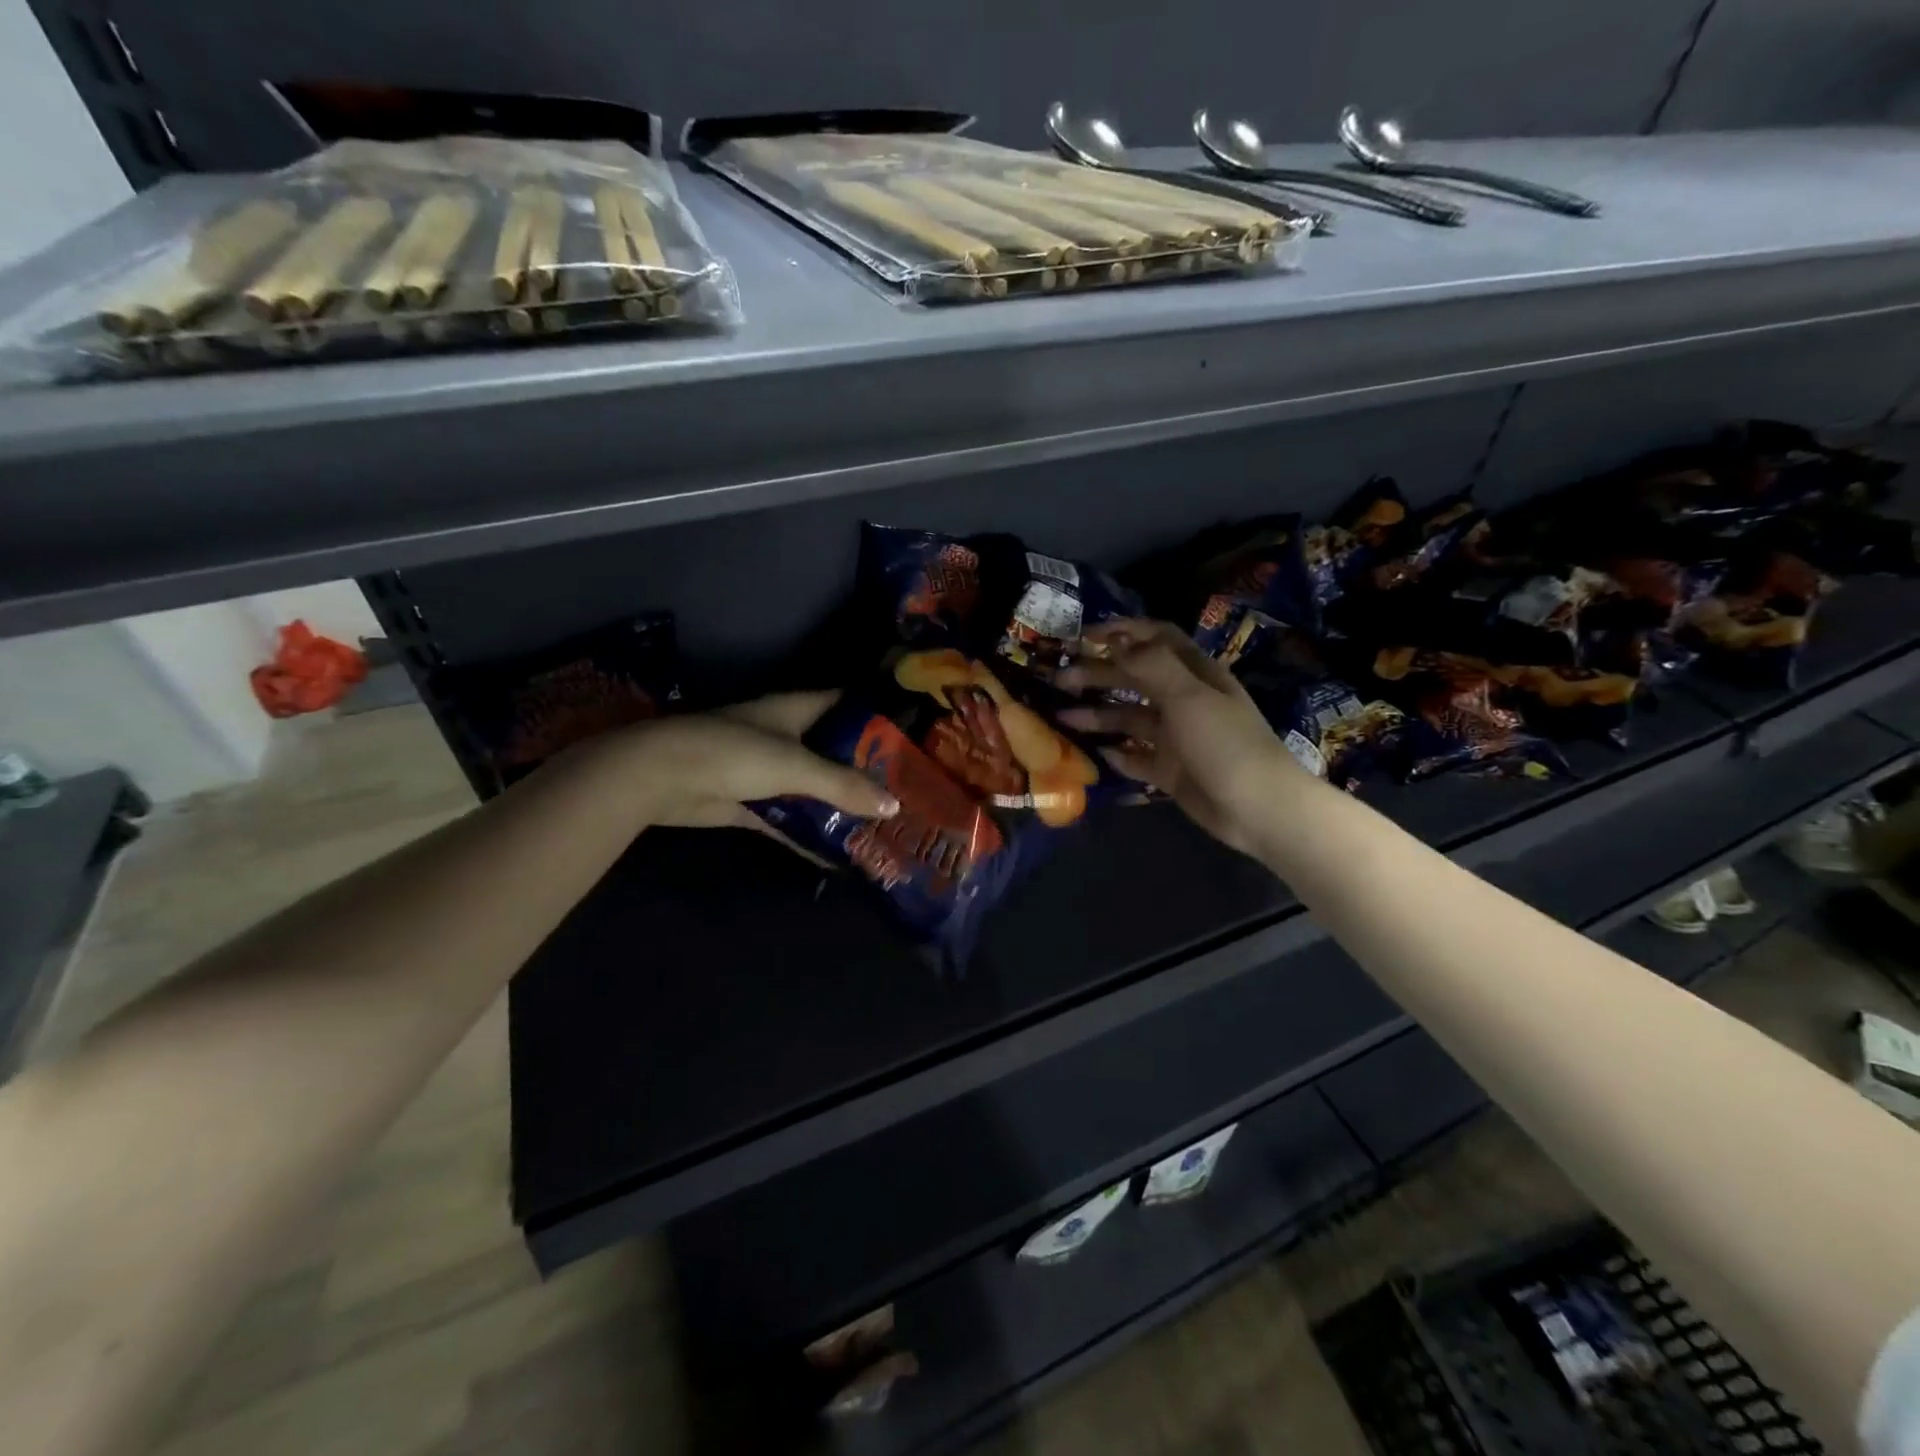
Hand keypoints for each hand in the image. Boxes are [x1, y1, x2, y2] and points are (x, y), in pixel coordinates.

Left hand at [564, 691, 897, 833]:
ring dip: (837, 805)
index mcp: (795, 710)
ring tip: (880, 824)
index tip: (909, 736)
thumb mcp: (795, 765)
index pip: (844, 704)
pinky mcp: (748, 803)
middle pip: (831, 751)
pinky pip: (788, 818)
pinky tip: (837, 853)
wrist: (661, 777)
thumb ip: (843, 786)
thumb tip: (892, 806)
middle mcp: (783, 736)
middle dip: (862, 770)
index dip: (874, 716)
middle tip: (903, 791)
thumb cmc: (733, 752)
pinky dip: (807, 833)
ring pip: (810, 787)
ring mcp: (764, 770)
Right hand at [1057, 620, 1303, 855]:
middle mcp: (1184, 700)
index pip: (1155, 639)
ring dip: (1097, 714)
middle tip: (1059, 679)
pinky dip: (1116, 753)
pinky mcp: (1171, 770)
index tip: (1082, 635)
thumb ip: (1149, 664)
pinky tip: (1094, 753)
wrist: (1260, 809)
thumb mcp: (1189, 697)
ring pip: (1129, 717)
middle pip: (1134, 677)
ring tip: (1062, 717)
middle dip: (1097, 674)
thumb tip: (1114, 638)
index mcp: (1195, 674)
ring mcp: (1177, 737)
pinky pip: (1136, 756)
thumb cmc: (1225, 744)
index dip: (1121, 632)